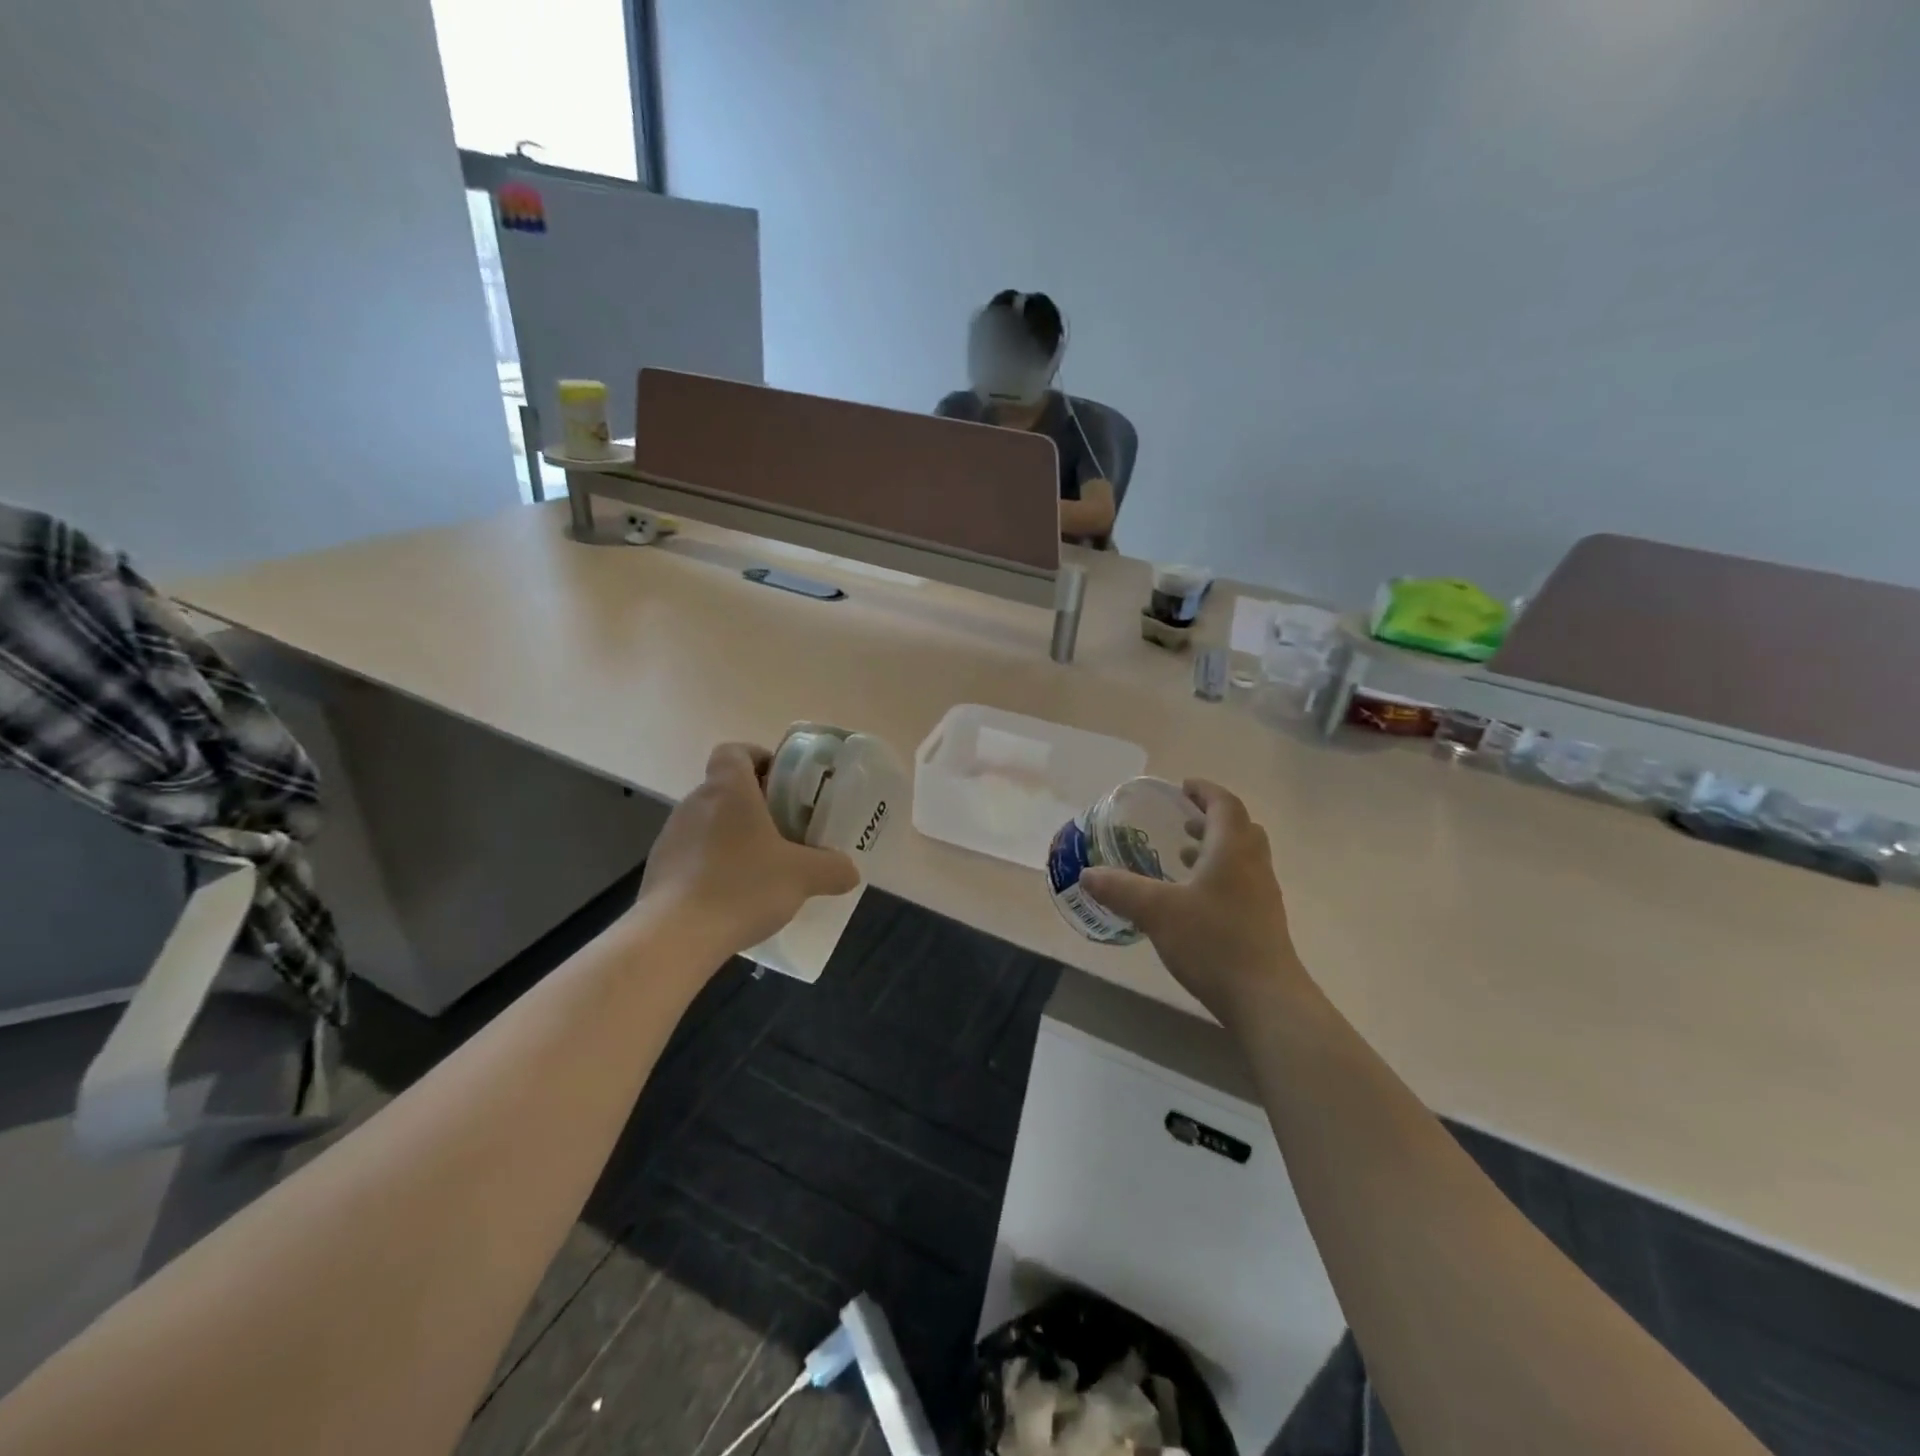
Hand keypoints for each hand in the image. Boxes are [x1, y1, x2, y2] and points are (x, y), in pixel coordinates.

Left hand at [639, 743, 860, 957]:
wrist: (674, 936)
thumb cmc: (742, 887)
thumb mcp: (803, 877)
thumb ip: (833, 869)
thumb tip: (850, 871)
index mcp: (729, 790)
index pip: (734, 751)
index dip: (757, 758)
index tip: (780, 782)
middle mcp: (694, 803)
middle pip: (724, 788)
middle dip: (754, 804)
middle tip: (784, 830)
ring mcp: (670, 836)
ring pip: (708, 822)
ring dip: (732, 836)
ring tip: (760, 868)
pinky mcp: (658, 869)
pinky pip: (692, 854)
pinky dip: (712, 864)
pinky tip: (732, 895)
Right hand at [1080, 779, 1303, 1020]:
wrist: (1265, 998)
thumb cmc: (1213, 942)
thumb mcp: (1156, 911)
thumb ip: (1121, 889)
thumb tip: (1087, 874)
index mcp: (1232, 850)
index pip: (1225, 805)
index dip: (1205, 791)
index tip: (1183, 787)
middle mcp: (1254, 866)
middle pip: (1241, 828)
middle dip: (1213, 819)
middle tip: (1184, 820)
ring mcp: (1263, 896)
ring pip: (1244, 857)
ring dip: (1217, 849)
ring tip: (1185, 857)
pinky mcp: (1264, 922)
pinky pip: (1243, 882)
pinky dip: (1221, 876)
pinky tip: (1196, 900)